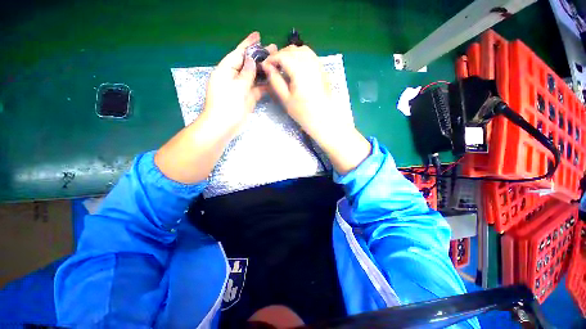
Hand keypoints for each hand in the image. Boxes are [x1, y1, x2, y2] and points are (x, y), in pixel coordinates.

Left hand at [202, 32, 276, 136]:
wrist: (223, 126)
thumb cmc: (227, 105)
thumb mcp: (237, 87)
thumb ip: (246, 74)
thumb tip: (251, 60)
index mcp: (226, 70)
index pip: (238, 54)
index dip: (248, 44)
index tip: (258, 35)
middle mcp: (233, 77)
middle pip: (247, 64)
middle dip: (259, 57)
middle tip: (274, 50)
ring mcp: (241, 88)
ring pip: (253, 77)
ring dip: (263, 71)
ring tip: (276, 64)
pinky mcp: (247, 98)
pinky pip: (256, 89)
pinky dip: (264, 85)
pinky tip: (273, 81)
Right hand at [262, 45, 370, 173]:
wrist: (324, 119)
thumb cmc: (304, 113)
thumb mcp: (285, 98)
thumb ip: (275, 80)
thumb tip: (267, 67)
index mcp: (299, 69)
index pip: (282, 56)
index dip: (271, 59)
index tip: (264, 66)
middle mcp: (310, 62)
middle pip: (292, 50)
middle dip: (280, 55)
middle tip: (273, 67)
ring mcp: (318, 64)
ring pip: (302, 50)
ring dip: (290, 54)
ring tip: (283, 66)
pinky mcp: (322, 69)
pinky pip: (310, 55)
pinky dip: (300, 56)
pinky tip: (296, 67)